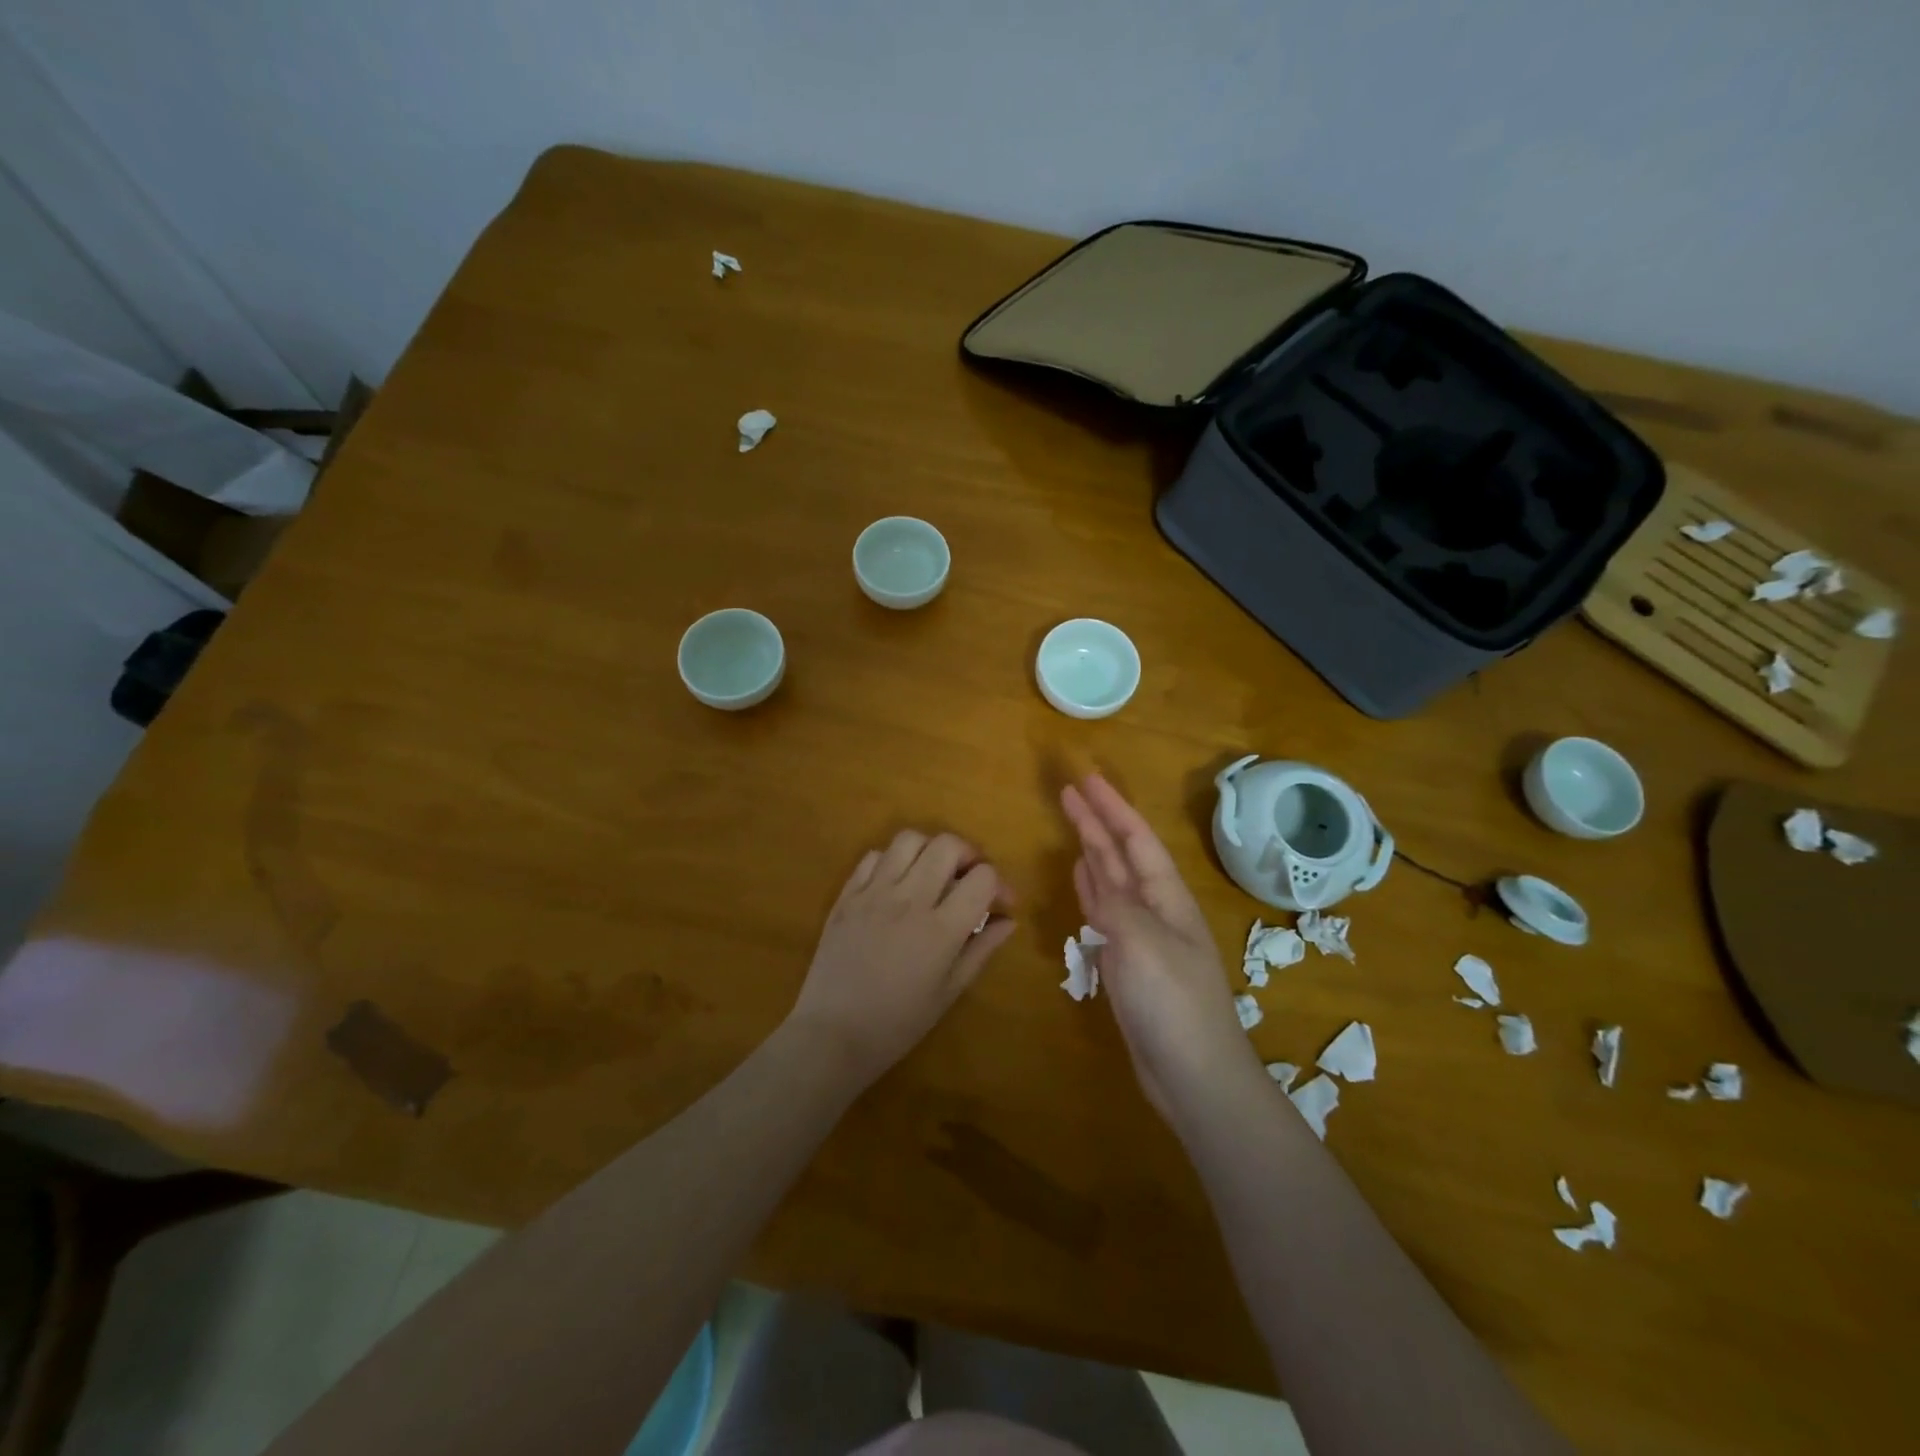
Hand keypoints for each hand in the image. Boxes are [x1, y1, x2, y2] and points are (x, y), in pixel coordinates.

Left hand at [788, 830, 1014, 1086]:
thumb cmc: (898, 1023)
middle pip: (947, 844)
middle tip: (967, 880)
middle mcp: (909, 900)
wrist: (833, 1035)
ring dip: (929, 850)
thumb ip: (981, 950)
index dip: (999, 884)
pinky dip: (892, 861)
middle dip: (968, 855)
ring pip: (909, 839)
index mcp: (941, 929)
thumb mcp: (949, 992)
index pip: (983, 877)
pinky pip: (873, 856)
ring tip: (931, 874)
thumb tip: (1009, 920)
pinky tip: (896, 884)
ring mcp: (874, 893)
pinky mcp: (847, 895)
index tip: (999, 904)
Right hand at [1061, 774, 1262, 1121]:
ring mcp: (1142, 938)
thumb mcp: (1143, 944)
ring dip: (1094, 852)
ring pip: (1113, 882)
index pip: (1136, 839)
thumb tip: (1095, 878)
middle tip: (1069, 793)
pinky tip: (1082, 879)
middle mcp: (1156, 910)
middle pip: (1122, 856)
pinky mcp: (1128, 965)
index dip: (1111, 807)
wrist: (1196, 1077)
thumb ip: (1116, 906)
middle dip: (1098, 822)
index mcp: (1167, 898)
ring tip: (1076, 826)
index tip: (1086, 780)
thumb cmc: (1174, 1004)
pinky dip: (1091, 892)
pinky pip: (1105, 915)